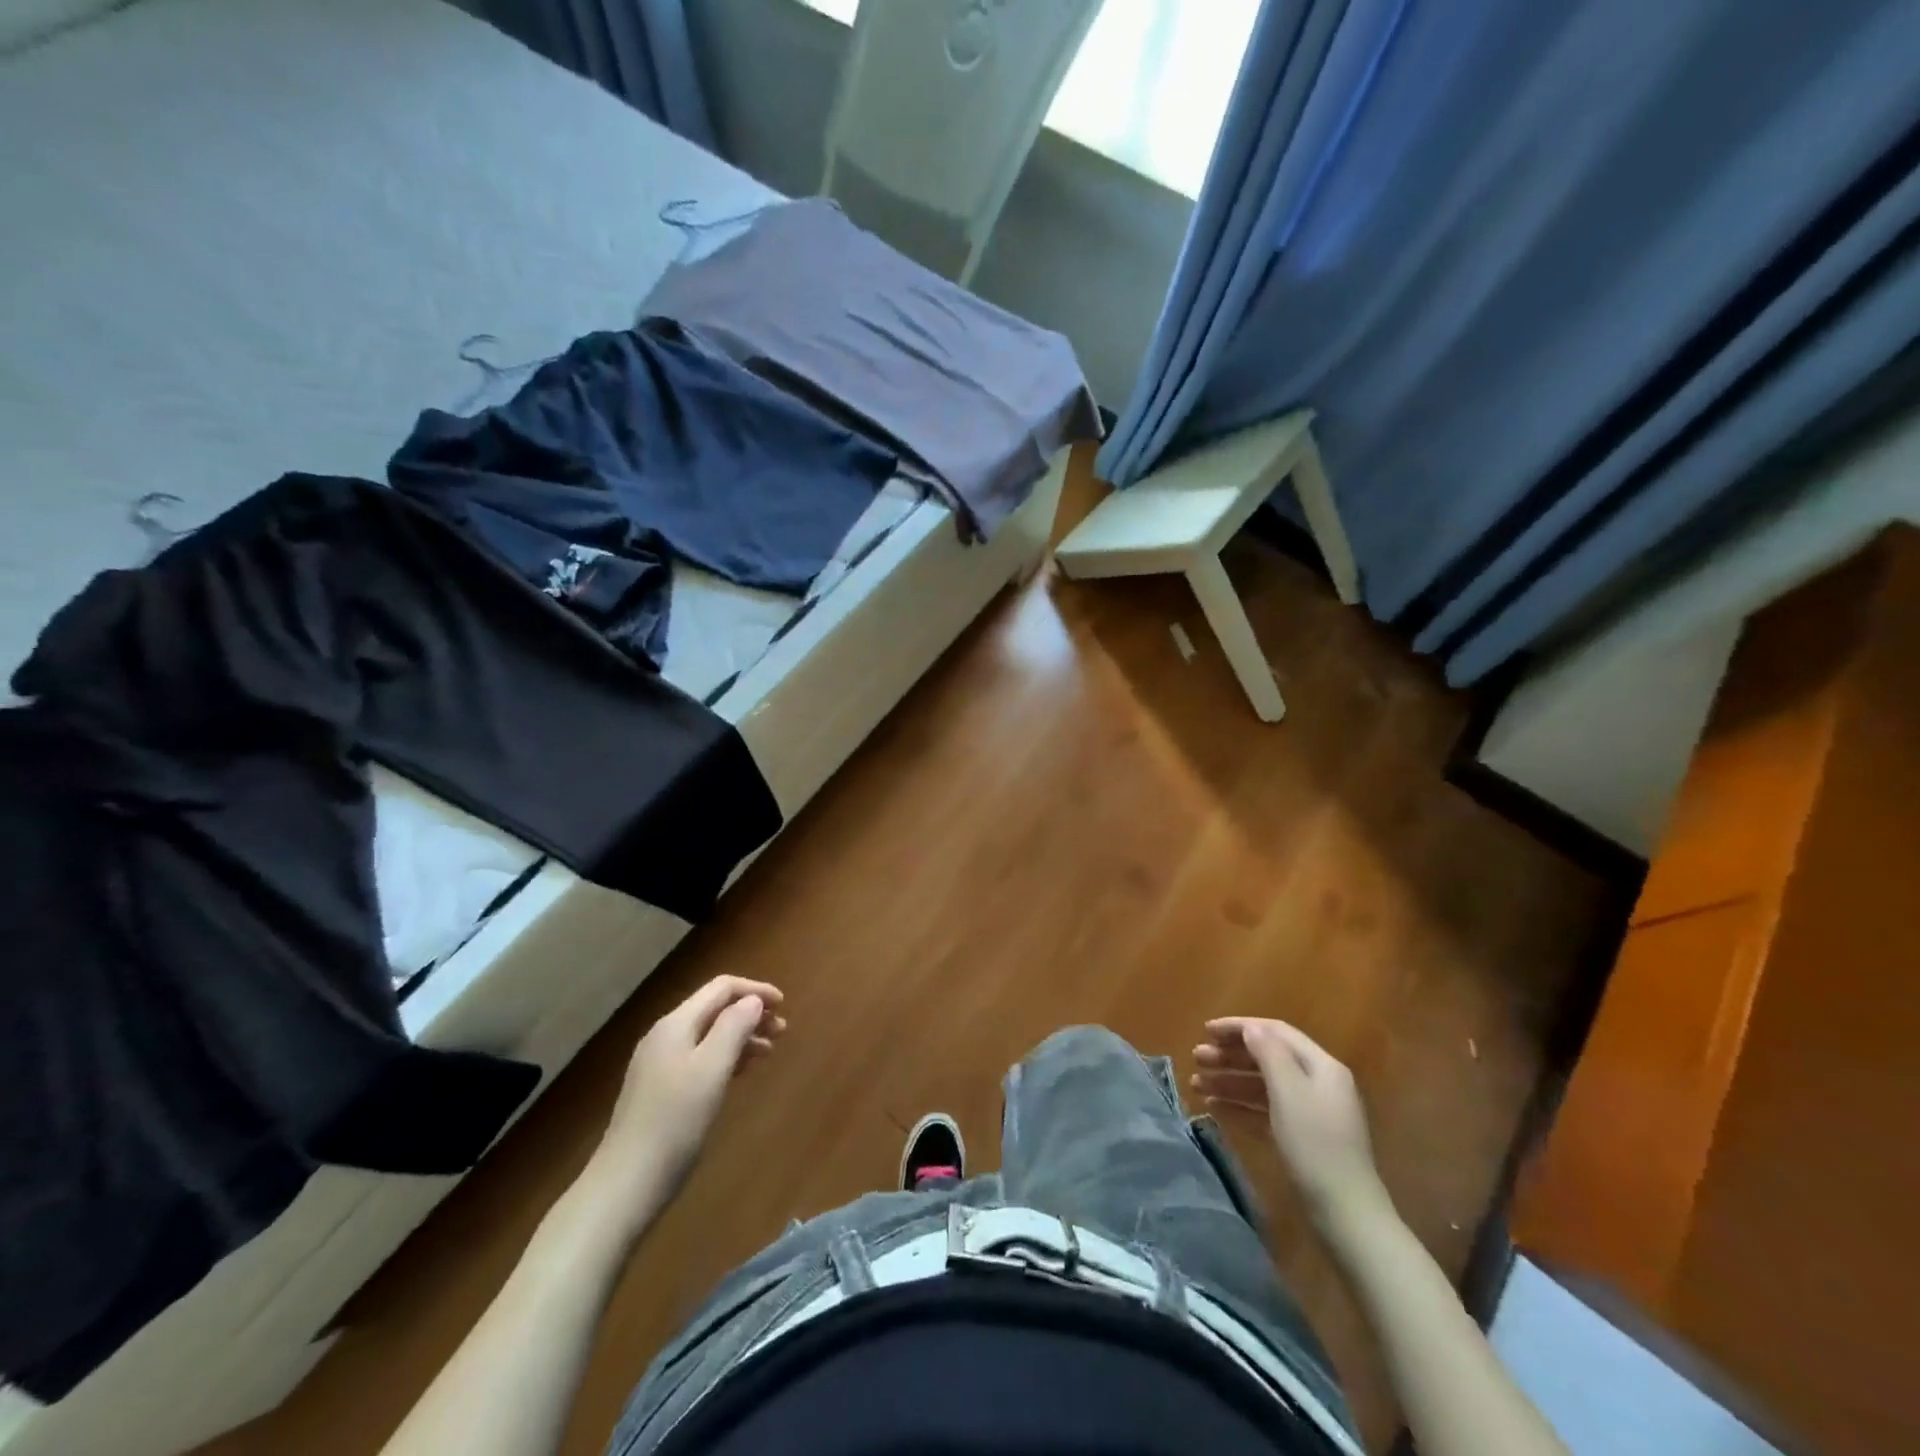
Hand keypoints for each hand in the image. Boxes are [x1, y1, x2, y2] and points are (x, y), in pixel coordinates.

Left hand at [593, 976, 785, 1200]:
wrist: (626, 1184)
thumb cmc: (675, 1122)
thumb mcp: (711, 1070)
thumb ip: (734, 1028)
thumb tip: (753, 1000)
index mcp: (676, 1024)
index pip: (721, 988)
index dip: (755, 990)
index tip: (784, 1005)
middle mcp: (665, 1036)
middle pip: (714, 1010)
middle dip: (750, 1013)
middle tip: (782, 1032)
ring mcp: (659, 1064)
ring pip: (709, 1035)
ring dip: (741, 1036)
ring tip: (769, 1052)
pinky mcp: (660, 1090)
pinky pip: (700, 1058)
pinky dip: (726, 1057)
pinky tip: (740, 1073)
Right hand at [1194, 1018, 1391, 1236]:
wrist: (1345, 1214)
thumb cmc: (1316, 1145)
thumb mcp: (1290, 1093)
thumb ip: (1269, 1054)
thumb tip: (1251, 1028)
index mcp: (1321, 1066)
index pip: (1276, 1032)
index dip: (1239, 1027)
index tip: (1206, 1031)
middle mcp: (1317, 1083)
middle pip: (1268, 1057)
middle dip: (1230, 1055)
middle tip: (1196, 1058)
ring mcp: (1309, 1112)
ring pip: (1262, 1085)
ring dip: (1229, 1080)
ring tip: (1196, 1084)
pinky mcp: (1300, 1137)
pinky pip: (1264, 1110)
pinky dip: (1239, 1105)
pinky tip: (1214, 1107)